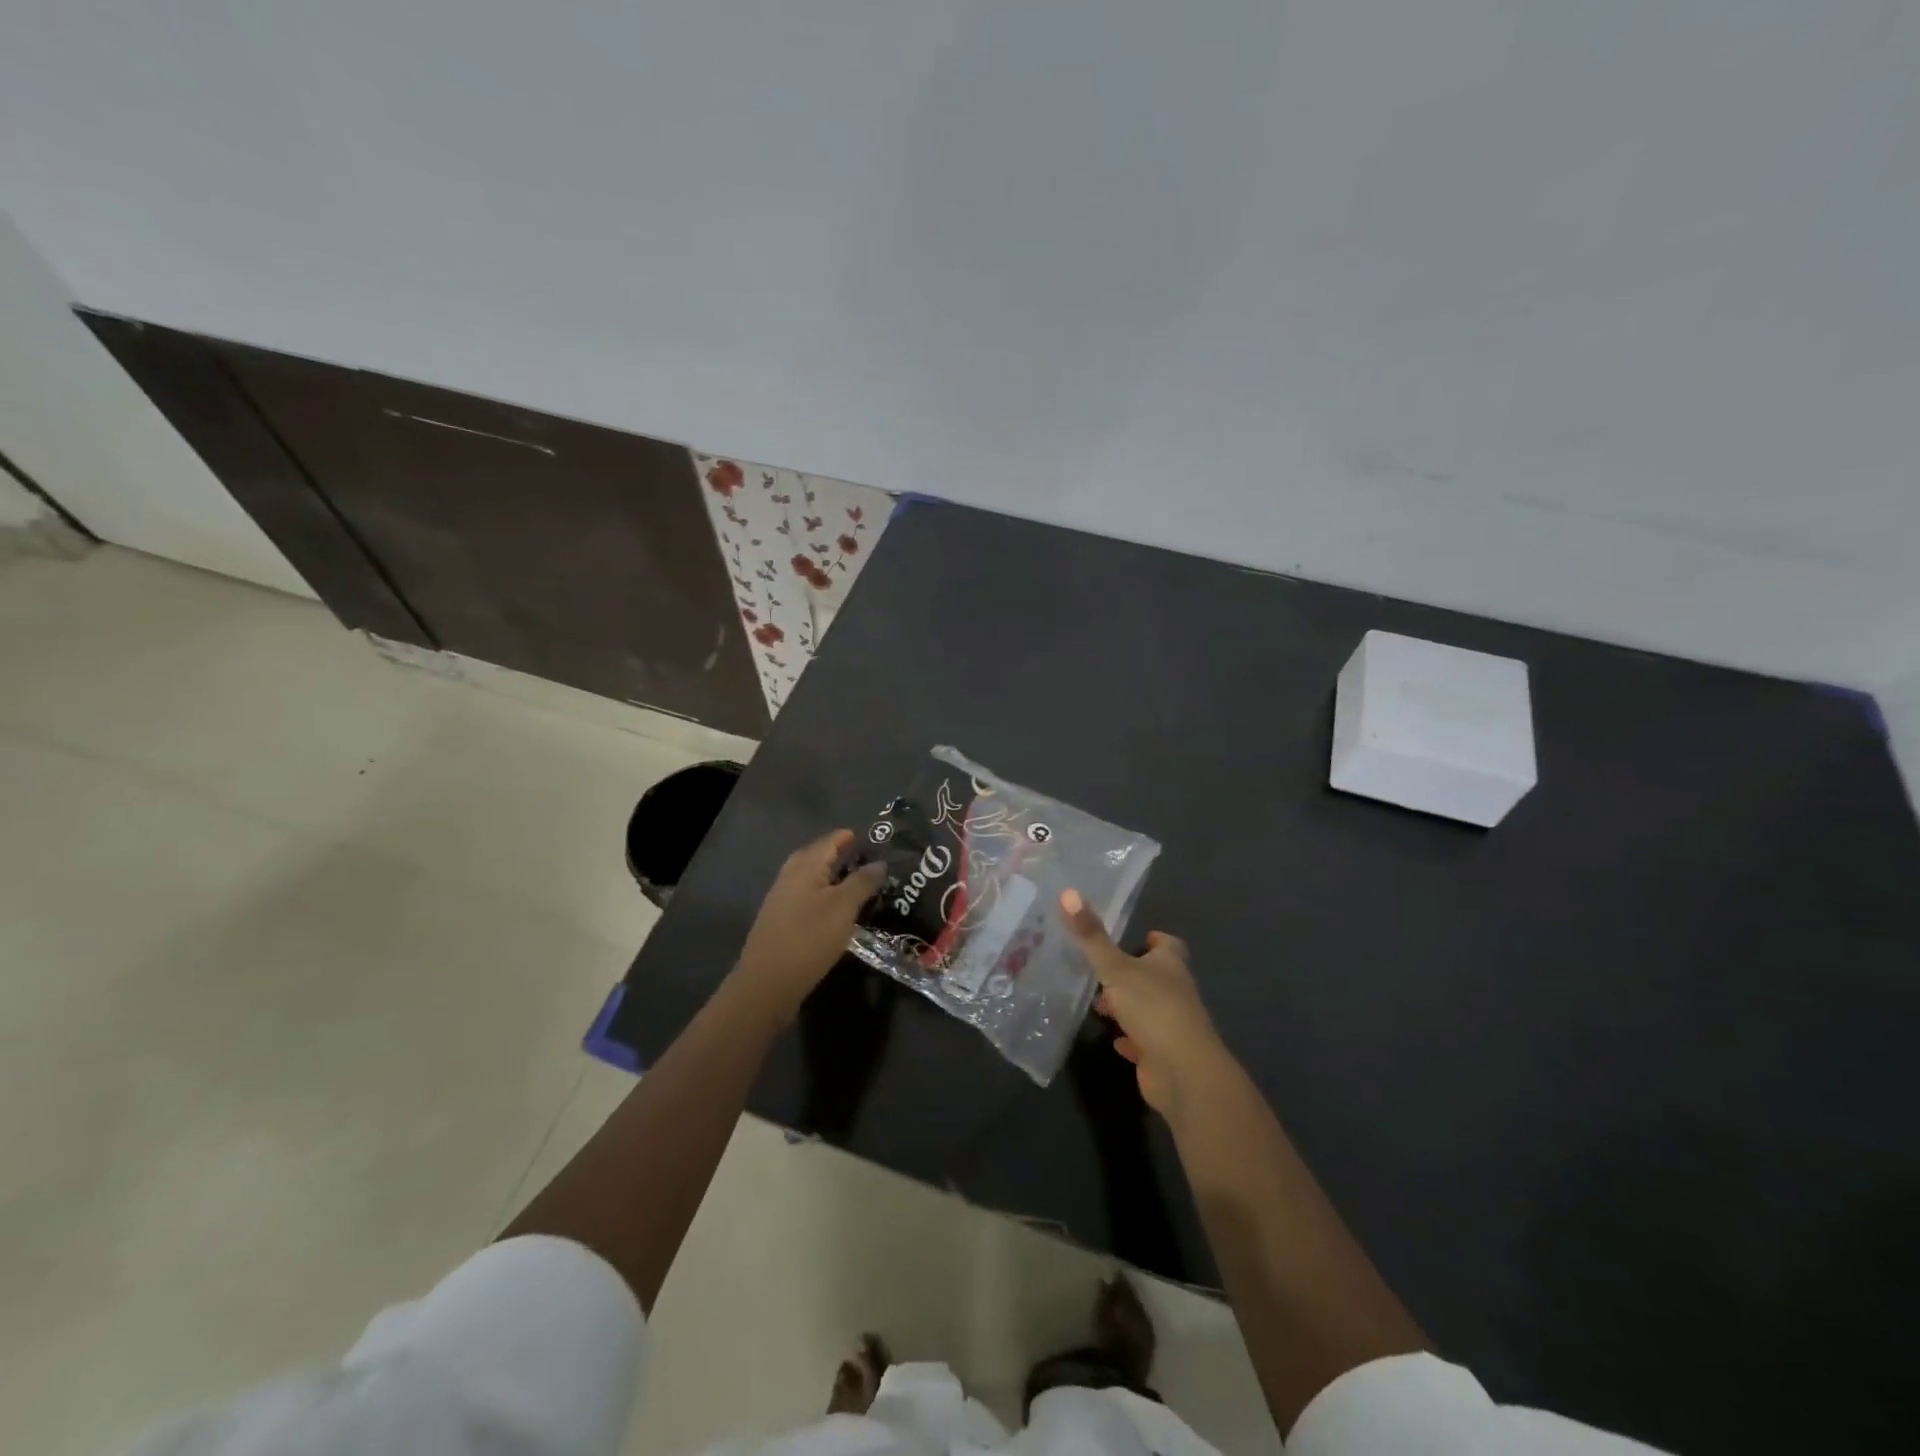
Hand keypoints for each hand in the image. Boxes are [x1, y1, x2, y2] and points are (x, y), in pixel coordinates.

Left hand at [735, 830, 885, 1017]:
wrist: (767, 984)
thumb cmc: (810, 938)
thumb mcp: (844, 907)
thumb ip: (862, 882)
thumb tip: (879, 862)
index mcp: (804, 867)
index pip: (829, 841)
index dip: (848, 837)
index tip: (869, 837)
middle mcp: (789, 877)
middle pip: (815, 857)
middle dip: (837, 854)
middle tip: (862, 857)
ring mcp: (780, 900)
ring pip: (808, 878)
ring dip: (829, 876)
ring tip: (853, 883)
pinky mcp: (779, 922)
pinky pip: (804, 897)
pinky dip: (822, 895)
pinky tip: (834, 910)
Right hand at [1059, 889, 1233, 1120]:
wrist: (1182, 1072)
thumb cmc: (1153, 1008)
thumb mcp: (1116, 968)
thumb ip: (1091, 936)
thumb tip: (1067, 891)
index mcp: (1171, 966)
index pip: (1170, 946)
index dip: (1157, 941)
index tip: (1142, 937)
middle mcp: (1176, 993)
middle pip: (1158, 977)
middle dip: (1134, 974)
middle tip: (1104, 970)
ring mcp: (1172, 1026)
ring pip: (1149, 1009)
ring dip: (1129, 1006)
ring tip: (1099, 1004)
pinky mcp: (1164, 1055)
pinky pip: (1146, 1043)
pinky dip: (1132, 1040)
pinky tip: (1115, 1041)